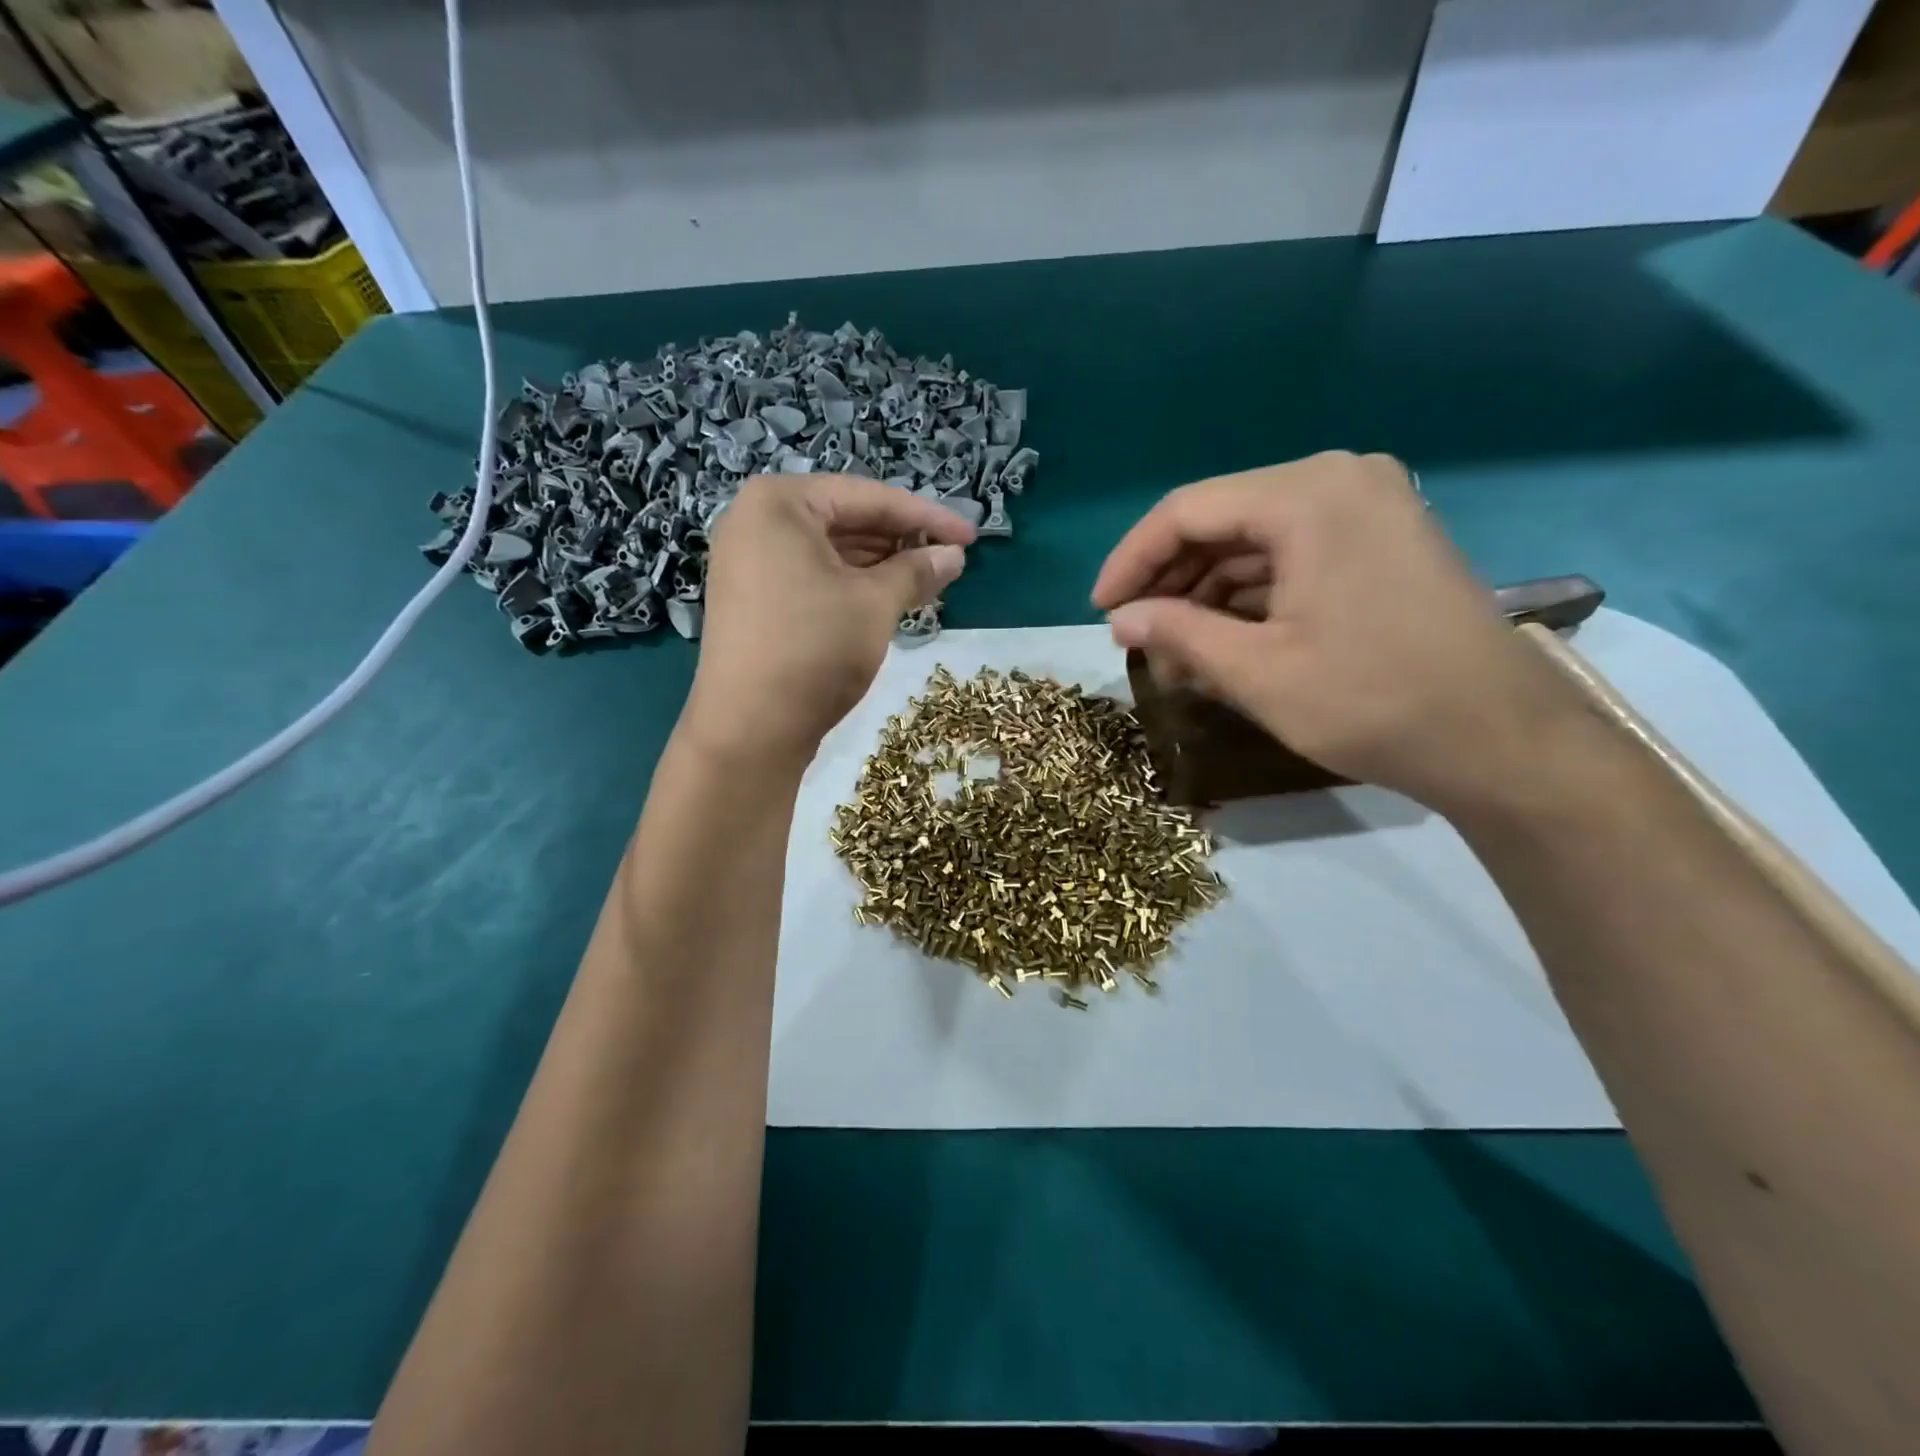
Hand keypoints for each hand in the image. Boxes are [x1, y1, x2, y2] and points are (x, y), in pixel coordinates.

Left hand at [683, 474, 973, 773]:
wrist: (749, 729)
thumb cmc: (814, 649)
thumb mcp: (874, 604)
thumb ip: (917, 570)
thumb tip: (953, 555)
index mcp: (779, 502)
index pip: (868, 496)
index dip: (927, 517)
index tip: (970, 537)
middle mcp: (755, 521)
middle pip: (846, 520)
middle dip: (901, 542)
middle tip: (950, 562)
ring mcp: (748, 562)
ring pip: (830, 552)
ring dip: (880, 566)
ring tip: (927, 583)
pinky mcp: (752, 598)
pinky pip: (811, 576)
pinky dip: (851, 585)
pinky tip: (887, 600)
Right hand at [1092, 452, 1583, 812]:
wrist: (1501, 741)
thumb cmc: (1372, 701)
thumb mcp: (1257, 672)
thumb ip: (1176, 634)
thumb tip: (1119, 620)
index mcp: (1308, 495)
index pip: (1187, 511)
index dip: (1131, 561)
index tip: (1100, 612)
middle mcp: (1340, 480)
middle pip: (1222, 521)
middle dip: (1170, 582)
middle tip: (1136, 638)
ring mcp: (1368, 508)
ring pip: (1255, 543)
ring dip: (1206, 595)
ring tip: (1174, 654)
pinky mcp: (1382, 542)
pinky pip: (1292, 558)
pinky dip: (1250, 598)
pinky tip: (1222, 642)